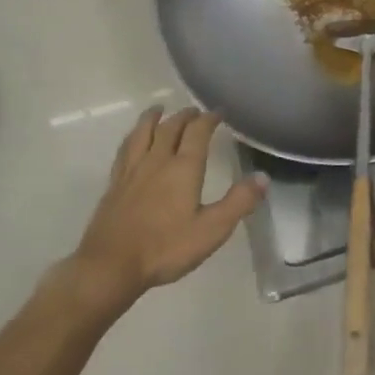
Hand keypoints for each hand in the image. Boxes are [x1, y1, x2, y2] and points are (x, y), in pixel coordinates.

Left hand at [67, 108, 264, 309]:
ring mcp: (132, 171)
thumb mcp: (212, 229)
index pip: (197, 133)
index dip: (209, 119)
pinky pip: (125, 150)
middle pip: (170, 128)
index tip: (218, 112)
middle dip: (184, 116)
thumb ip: (239, 202)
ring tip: (159, 109)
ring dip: (153, 118)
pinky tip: (133, 141)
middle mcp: (157, 161)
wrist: (111, 265)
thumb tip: (263, 177)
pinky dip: (133, 137)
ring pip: (142, 133)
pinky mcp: (115, 184)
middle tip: (194, 111)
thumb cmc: (166, 248)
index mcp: (183, 168)